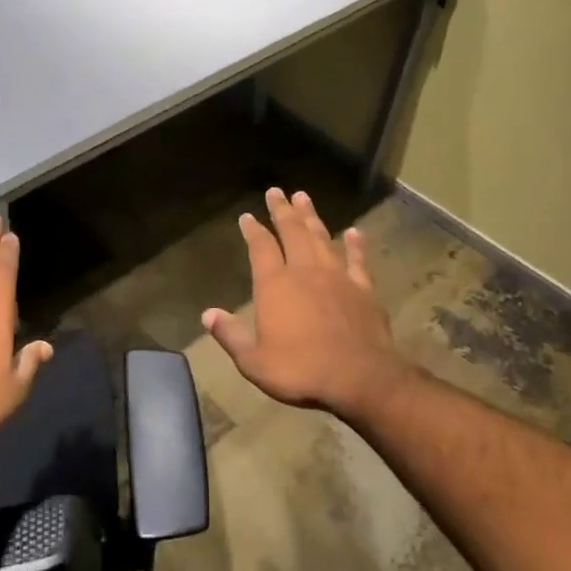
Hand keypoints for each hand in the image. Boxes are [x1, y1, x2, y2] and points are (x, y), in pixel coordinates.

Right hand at [202, 188, 409, 418]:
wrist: (360, 378)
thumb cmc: (300, 370)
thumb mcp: (254, 361)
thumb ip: (231, 335)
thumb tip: (207, 314)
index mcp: (275, 284)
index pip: (260, 247)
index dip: (253, 230)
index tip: (247, 216)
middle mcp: (305, 271)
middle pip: (292, 232)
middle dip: (282, 211)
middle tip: (276, 191)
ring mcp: (337, 277)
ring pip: (321, 237)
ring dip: (312, 217)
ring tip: (304, 197)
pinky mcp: (363, 289)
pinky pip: (357, 260)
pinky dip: (355, 245)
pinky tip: (354, 232)